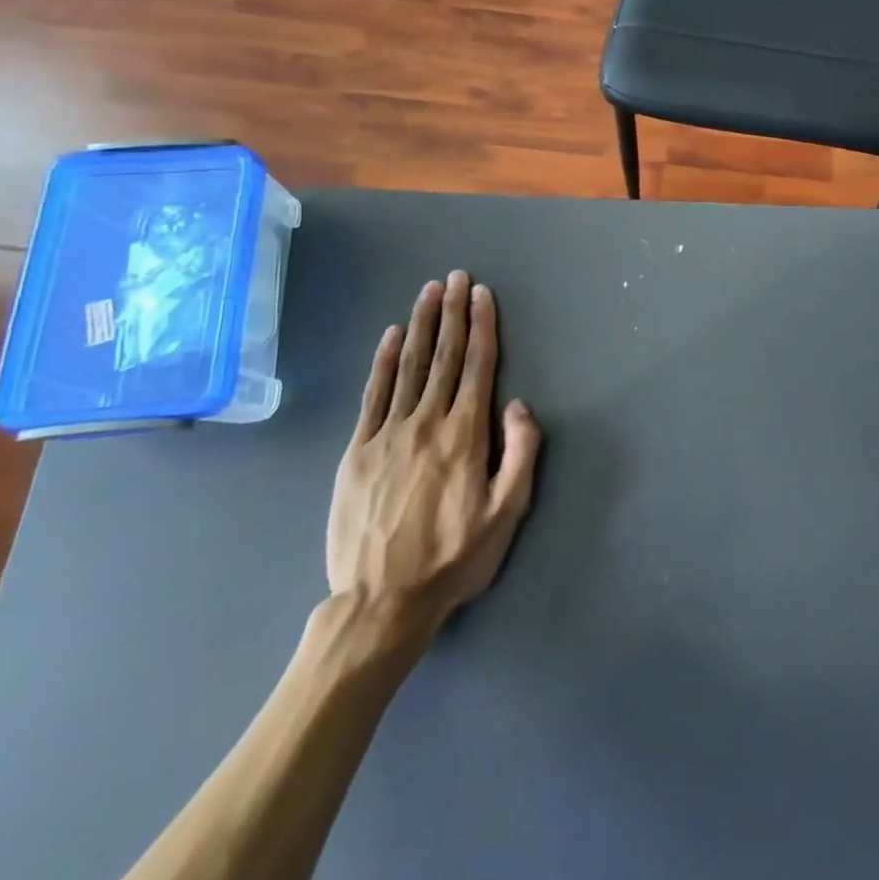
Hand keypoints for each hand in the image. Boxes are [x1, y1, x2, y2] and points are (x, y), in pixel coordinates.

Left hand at [325, 271, 541, 660]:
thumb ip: (521, 452)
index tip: (481, 294)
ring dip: (422, 325)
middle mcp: (427, 423)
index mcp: (466, 434)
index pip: (478, 366)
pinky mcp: (358, 451)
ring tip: (428, 291)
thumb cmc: (455, 558)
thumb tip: (518, 404)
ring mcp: (388, 434)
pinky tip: (392, 336)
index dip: (482, 326)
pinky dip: (383, 361)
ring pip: (409, 366)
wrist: (381, 602)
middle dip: (453, 313)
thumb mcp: (507, 512)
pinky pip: (374, 395)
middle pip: (445, 356)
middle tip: (456, 277)